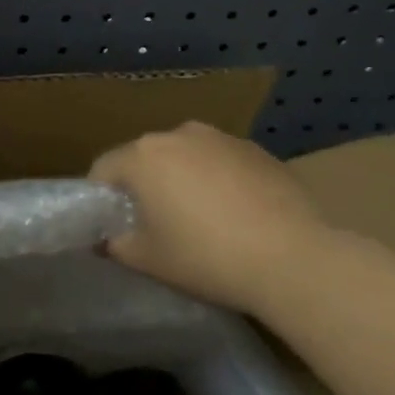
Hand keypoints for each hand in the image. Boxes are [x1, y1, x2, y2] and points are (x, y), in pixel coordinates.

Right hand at [90, 122, 334, 310]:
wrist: (293, 257)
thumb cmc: (207, 256)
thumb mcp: (149, 259)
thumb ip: (117, 245)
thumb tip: (107, 239)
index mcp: (143, 155)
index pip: (104, 168)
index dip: (101, 197)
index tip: (113, 225)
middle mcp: (178, 134)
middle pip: (146, 158)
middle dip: (144, 185)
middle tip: (155, 223)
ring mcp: (221, 138)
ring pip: (186, 156)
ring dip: (183, 179)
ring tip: (200, 218)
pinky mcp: (257, 150)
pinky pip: (221, 162)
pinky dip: (218, 180)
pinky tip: (236, 214)